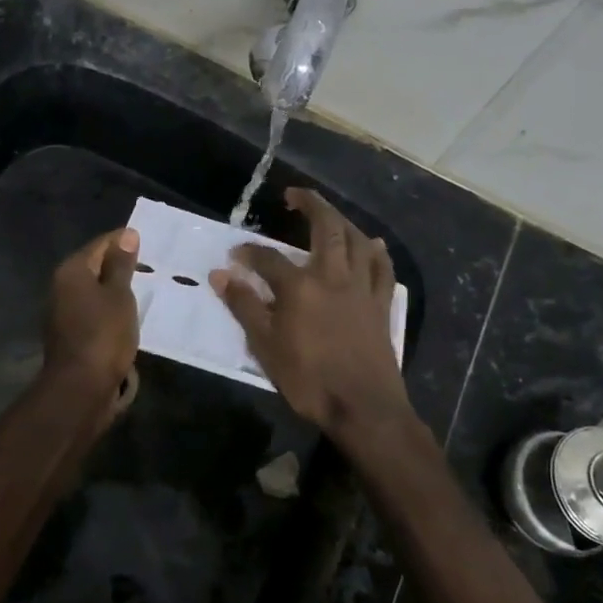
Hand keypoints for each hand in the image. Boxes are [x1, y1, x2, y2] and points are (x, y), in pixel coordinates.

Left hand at [41, 227, 140, 417]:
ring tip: (142, 287)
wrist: (80, 388)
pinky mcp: (69, 334)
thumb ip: (122, 264)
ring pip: (92, 290)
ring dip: (113, 288)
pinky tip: (126, 314)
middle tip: (148, 262)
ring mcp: (62, 312)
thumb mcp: (120, 295)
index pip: (100, 244)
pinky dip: (108, 308)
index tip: (145, 239)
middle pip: (93, 266)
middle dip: (118, 263)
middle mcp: (60, 287)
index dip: (122, 240)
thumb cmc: (103, 334)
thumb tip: (126, 234)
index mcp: (71, 271)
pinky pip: (92, 310)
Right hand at [210, 189, 411, 444]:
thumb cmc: (309, 380)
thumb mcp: (265, 346)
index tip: (234, 254)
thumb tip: (220, 274)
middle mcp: (332, 276)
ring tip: (329, 215)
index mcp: (300, 287)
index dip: (248, 253)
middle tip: (294, 195)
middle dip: (310, 205)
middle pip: (325, 228)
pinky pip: (382, 269)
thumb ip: (244, 306)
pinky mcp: (380, 304)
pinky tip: (373, 244)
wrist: (363, 407)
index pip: (268, 258)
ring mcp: (361, 288)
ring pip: (356, 240)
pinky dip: (376, 252)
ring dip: (342, 221)